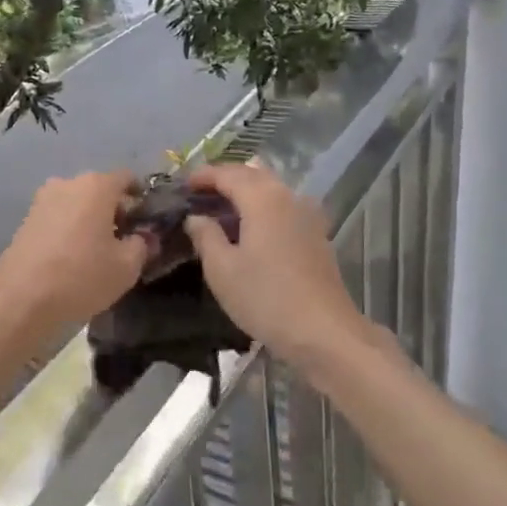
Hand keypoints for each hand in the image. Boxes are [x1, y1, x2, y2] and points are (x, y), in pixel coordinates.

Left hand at [0, 172, 150, 338]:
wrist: (21, 297)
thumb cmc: (82, 275)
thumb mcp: (126, 267)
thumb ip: (142, 246)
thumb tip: (144, 237)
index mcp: (97, 186)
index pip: (127, 178)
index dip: (140, 197)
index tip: (146, 219)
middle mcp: (68, 183)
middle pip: (100, 189)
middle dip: (114, 210)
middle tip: (125, 238)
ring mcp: (43, 199)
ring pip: (77, 203)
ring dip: (90, 219)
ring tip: (98, 250)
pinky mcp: (27, 218)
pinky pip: (59, 216)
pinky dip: (70, 228)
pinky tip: (73, 255)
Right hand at [181, 162, 371, 369]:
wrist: (323, 332)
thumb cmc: (265, 298)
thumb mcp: (222, 269)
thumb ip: (205, 235)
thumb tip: (195, 217)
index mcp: (262, 198)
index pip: (228, 174)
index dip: (203, 176)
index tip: (183, 185)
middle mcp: (287, 197)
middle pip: (253, 175)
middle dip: (225, 179)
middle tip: (199, 194)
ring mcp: (306, 215)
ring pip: (271, 189)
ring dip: (244, 192)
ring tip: (221, 210)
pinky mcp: (316, 235)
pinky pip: (282, 207)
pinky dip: (261, 207)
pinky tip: (249, 229)